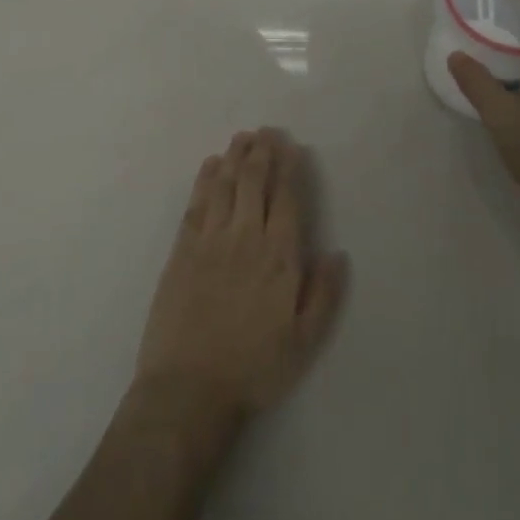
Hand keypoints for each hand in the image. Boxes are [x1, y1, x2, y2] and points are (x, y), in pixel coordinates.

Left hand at [133, 128, 347, 429]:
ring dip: (235, 157)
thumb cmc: (254, 368)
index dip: (290, 169)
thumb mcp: (304, 343)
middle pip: (254, 182)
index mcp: (279, 258)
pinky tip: (211, 166)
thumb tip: (337, 253)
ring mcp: (210, 241)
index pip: (287, 199)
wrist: (189, 388)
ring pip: (225, 185)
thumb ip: (324, 295)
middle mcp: (245, 238)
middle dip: (263, 152)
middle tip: (267, 131)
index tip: (293, 146)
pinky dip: (205, 180)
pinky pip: (196, 204)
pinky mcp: (182, 249)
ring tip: (243, 137)